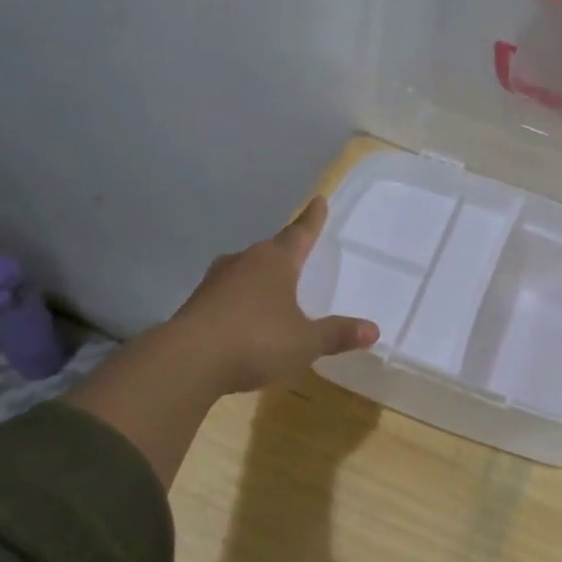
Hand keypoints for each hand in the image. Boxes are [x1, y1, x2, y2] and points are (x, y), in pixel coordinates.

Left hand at [171, 197, 378, 394]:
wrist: (188, 361)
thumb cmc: (256, 340)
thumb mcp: (305, 342)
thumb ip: (337, 334)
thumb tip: (373, 330)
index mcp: (275, 261)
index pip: (299, 234)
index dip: (312, 219)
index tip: (319, 199)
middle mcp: (244, 262)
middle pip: (270, 251)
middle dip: (285, 253)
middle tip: (299, 254)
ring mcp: (215, 281)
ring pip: (245, 271)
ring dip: (260, 278)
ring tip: (273, 289)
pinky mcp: (197, 304)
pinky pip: (227, 295)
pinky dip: (240, 301)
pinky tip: (245, 319)